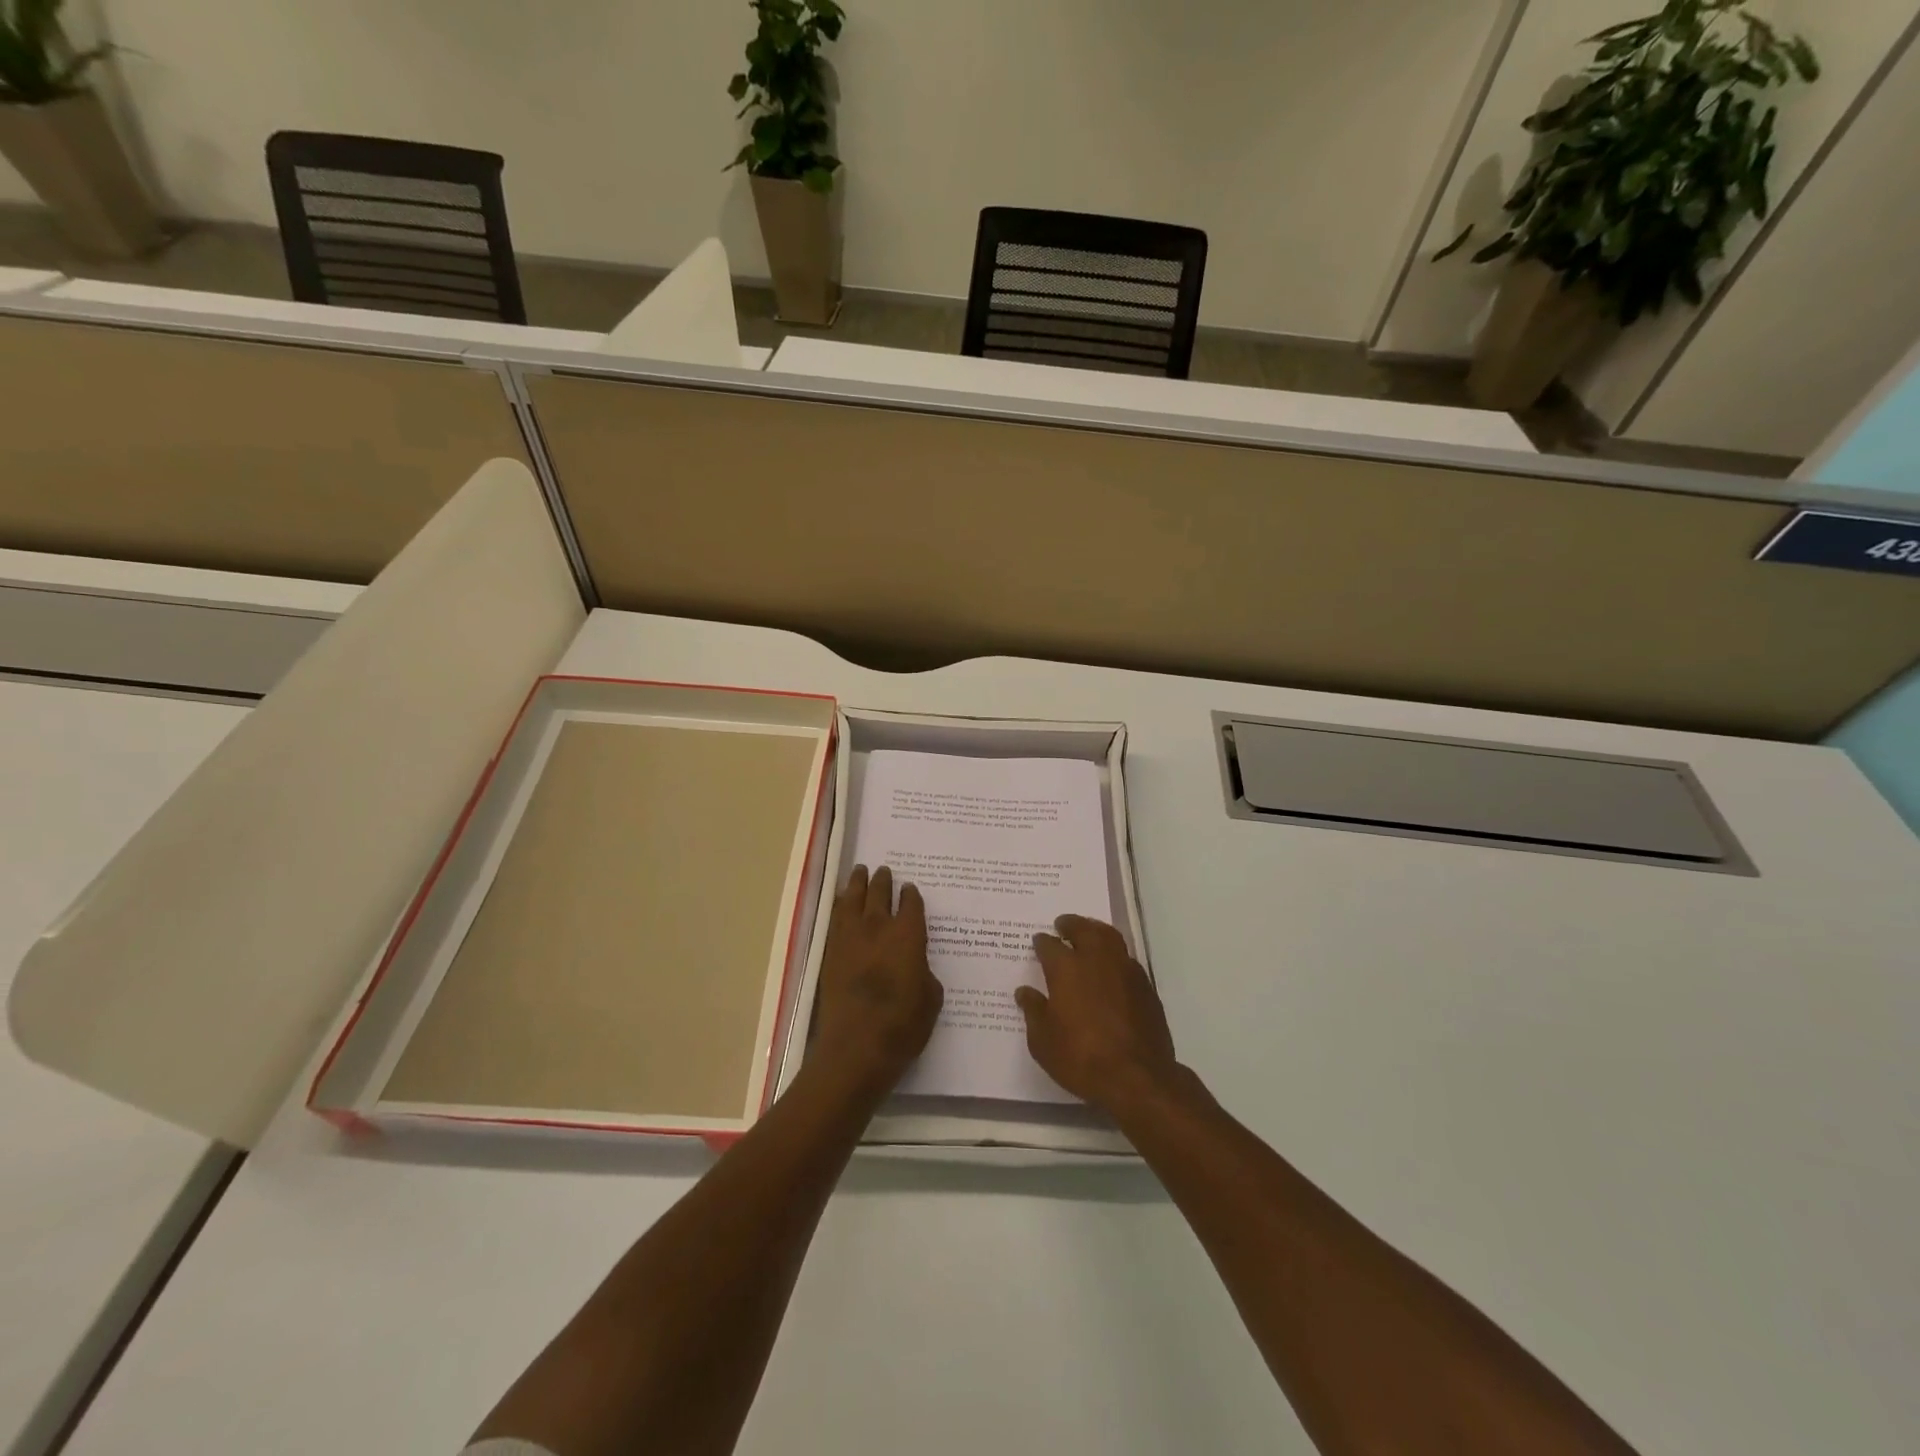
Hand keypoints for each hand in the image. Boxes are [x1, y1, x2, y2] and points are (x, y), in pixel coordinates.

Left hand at [810, 865, 943, 1096]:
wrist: (856, 1047)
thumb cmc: (903, 1025)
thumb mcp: (931, 998)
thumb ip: (924, 972)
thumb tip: (915, 964)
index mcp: (908, 935)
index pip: (911, 904)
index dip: (911, 895)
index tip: (910, 889)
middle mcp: (878, 927)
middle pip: (879, 893)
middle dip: (882, 881)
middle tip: (883, 870)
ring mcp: (850, 938)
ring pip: (852, 899)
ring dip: (857, 884)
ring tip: (859, 872)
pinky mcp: (830, 953)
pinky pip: (835, 918)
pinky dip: (840, 905)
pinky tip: (841, 903)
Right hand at [1017, 915, 1179, 1115]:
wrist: (1137, 1077)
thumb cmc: (1081, 1058)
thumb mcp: (1043, 1042)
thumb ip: (1034, 1012)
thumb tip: (1025, 992)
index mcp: (1067, 969)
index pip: (1050, 945)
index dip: (1042, 942)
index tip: (1038, 941)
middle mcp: (1096, 960)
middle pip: (1084, 929)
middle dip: (1071, 924)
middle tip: (1063, 924)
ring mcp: (1125, 970)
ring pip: (1110, 937)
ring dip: (1096, 930)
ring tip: (1088, 933)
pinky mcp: (1145, 986)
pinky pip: (1126, 958)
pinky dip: (1115, 954)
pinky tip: (1111, 965)